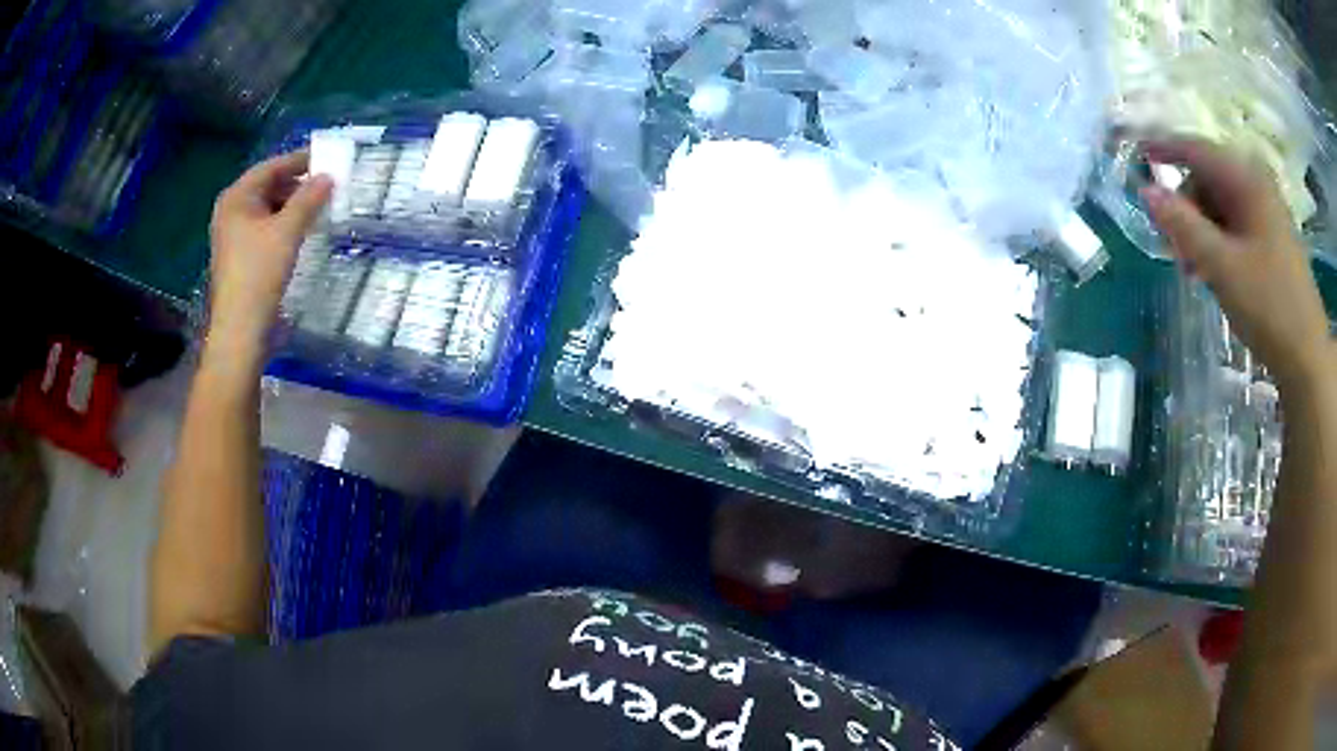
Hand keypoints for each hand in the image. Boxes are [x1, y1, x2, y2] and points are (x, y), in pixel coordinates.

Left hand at [208, 151, 331, 350]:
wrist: (240, 329)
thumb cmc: (259, 273)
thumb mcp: (288, 230)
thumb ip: (309, 199)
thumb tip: (329, 177)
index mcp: (236, 198)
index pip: (271, 167)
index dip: (299, 161)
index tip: (326, 159)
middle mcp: (231, 211)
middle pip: (268, 186)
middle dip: (297, 184)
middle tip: (326, 185)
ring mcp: (233, 235)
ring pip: (267, 208)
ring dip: (292, 205)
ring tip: (318, 207)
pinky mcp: (240, 255)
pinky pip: (264, 227)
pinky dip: (284, 223)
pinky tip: (301, 231)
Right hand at [1141, 138, 1332, 390]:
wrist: (1308, 359)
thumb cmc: (1269, 307)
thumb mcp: (1222, 267)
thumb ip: (1183, 226)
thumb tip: (1146, 192)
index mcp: (1247, 180)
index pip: (1196, 150)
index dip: (1163, 148)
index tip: (1136, 153)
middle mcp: (1257, 185)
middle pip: (1208, 178)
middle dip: (1186, 207)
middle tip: (1173, 248)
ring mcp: (1268, 212)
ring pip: (1222, 205)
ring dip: (1202, 230)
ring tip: (1194, 269)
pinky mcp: (1273, 238)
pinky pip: (1237, 224)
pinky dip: (1220, 241)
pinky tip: (1216, 270)